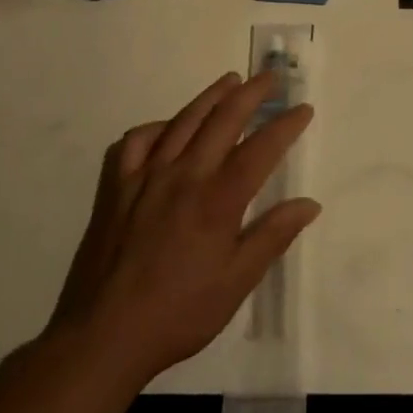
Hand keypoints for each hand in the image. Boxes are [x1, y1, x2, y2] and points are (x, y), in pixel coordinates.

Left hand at [46, 72, 319, 385]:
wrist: (103, 335)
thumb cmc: (179, 313)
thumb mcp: (236, 283)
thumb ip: (272, 237)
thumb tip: (309, 204)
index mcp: (218, 200)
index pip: (261, 149)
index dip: (285, 125)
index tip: (303, 108)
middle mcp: (184, 175)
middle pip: (223, 120)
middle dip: (251, 94)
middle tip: (270, 78)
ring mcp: (146, 176)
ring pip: (183, 121)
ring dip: (211, 96)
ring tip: (230, 81)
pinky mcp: (116, 186)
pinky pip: (136, 140)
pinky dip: (157, 126)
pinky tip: (168, 126)